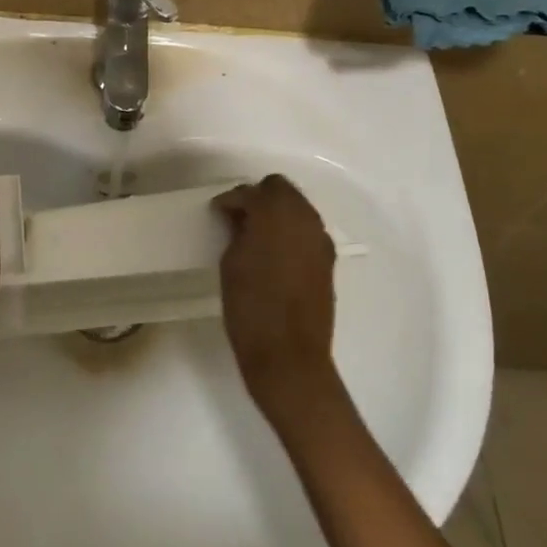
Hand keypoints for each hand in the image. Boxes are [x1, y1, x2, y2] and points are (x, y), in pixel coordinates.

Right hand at [215, 175, 340, 425]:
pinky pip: (307, 231)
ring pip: (297, 208)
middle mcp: (303, 218)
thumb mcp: (231, 263)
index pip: (250, 192)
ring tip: (255, 236)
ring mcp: (320, 239)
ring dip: (277, 213)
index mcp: (275, 213)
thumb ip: (238, 232)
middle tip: (238, 219)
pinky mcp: (328, 260)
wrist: (289, 357)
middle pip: (281, 189)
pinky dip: (290, 233)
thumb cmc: (250, 307)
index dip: (231, 201)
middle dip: (259, 198)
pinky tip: (274, 254)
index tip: (218, 214)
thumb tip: (242, 219)